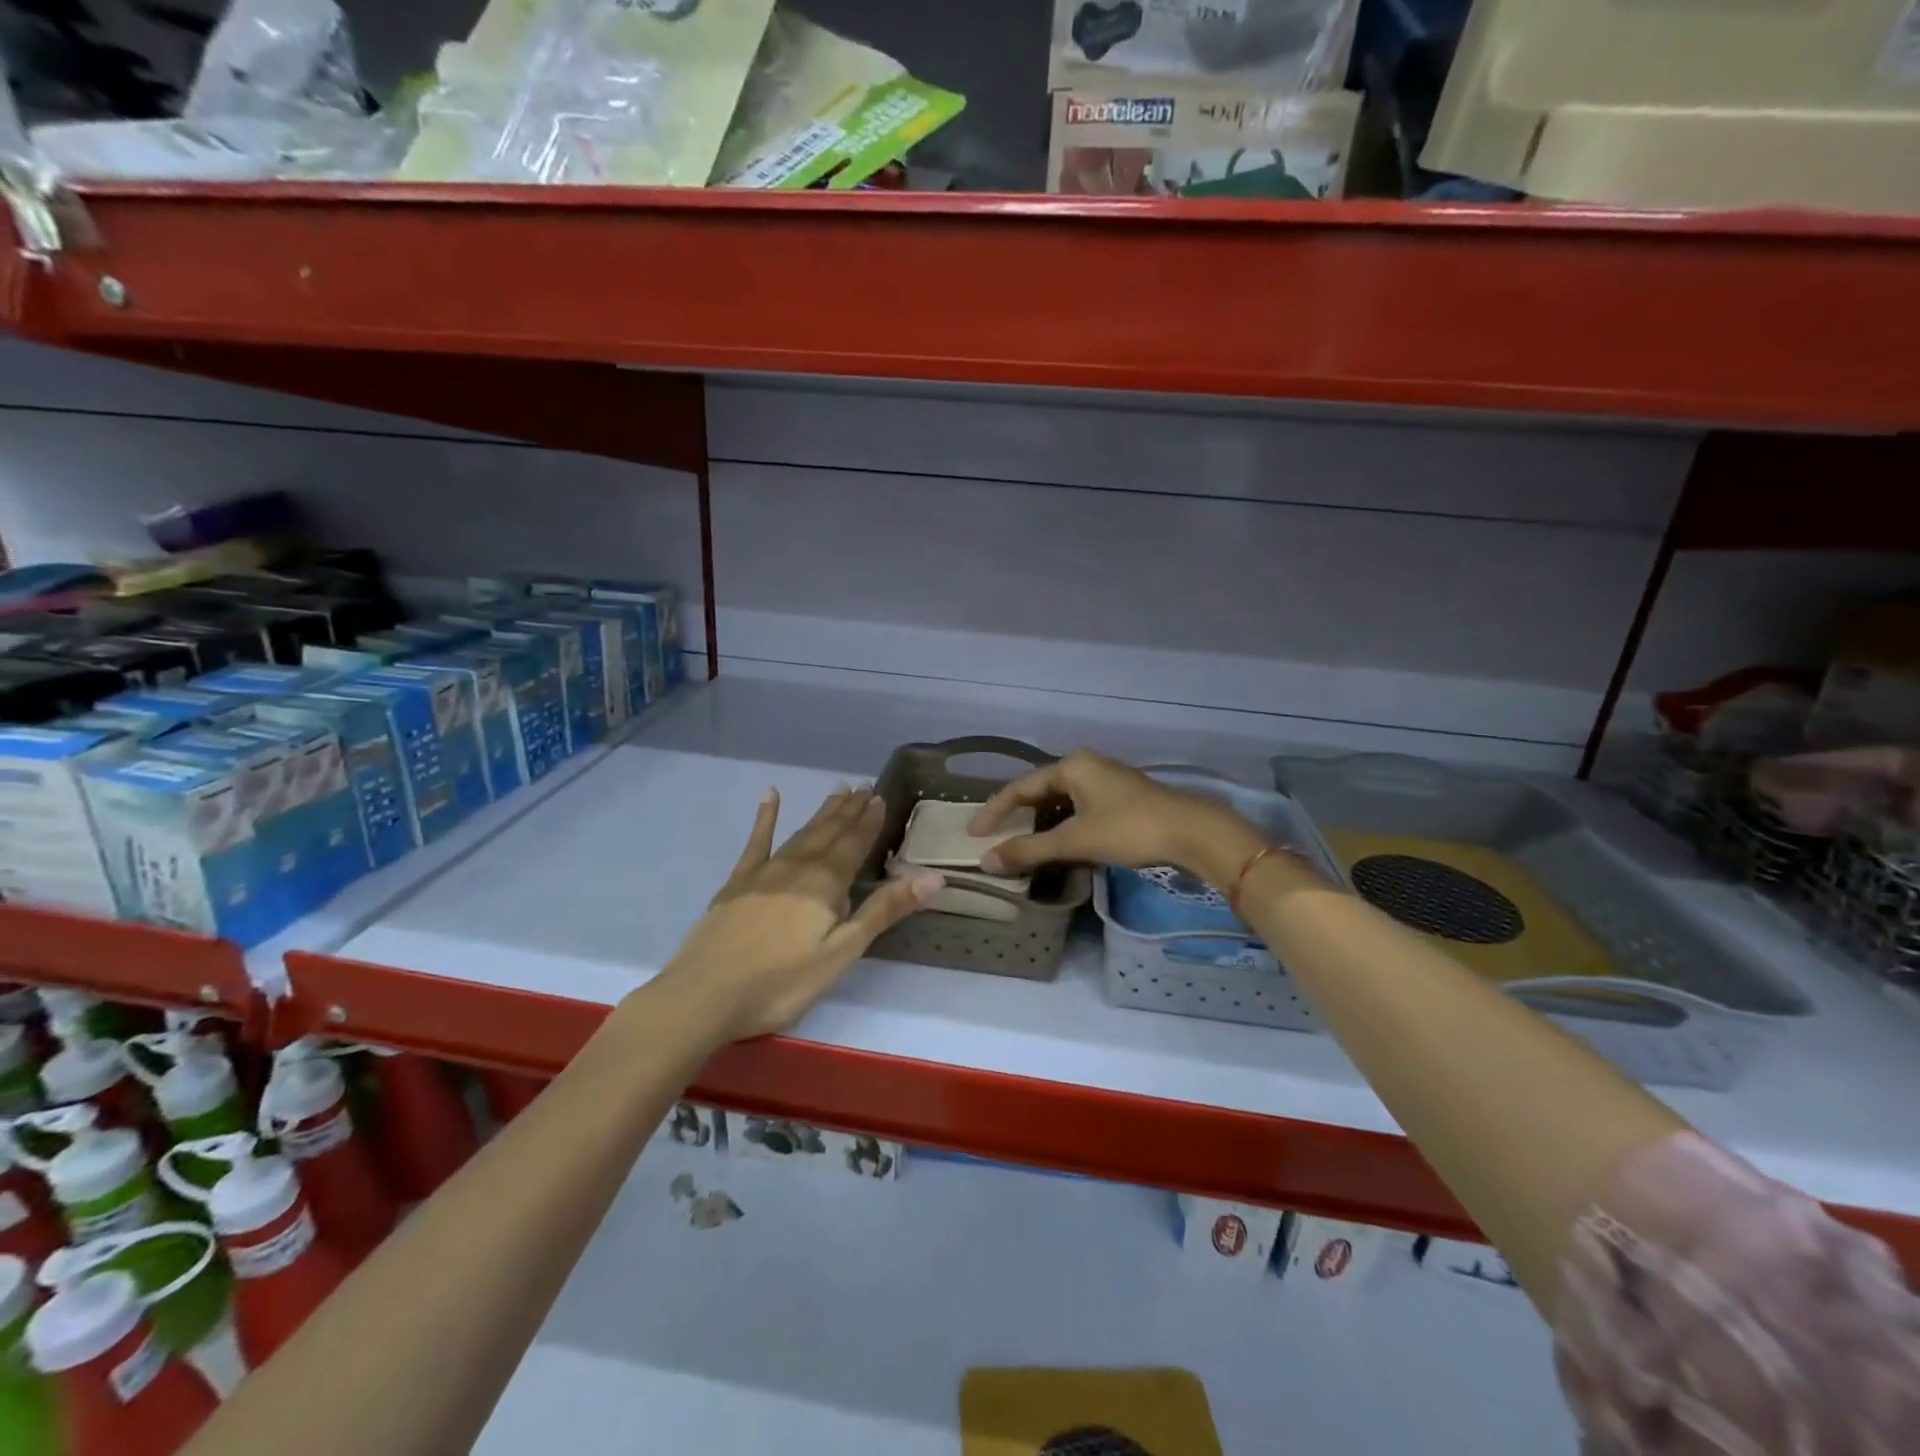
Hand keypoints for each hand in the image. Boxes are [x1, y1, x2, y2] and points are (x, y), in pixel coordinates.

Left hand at [653, 786, 944, 1041]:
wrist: (704, 995)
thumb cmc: (781, 982)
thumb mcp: (842, 952)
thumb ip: (884, 910)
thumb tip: (934, 875)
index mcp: (825, 884)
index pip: (854, 844)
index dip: (869, 822)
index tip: (880, 797)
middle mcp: (797, 867)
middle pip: (829, 833)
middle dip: (849, 811)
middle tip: (864, 788)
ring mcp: (763, 872)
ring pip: (801, 833)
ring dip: (822, 813)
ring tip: (838, 791)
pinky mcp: (736, 883)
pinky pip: (756, 841)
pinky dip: (766, 817)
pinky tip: (770, 795)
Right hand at [970, 749, 1265, 885]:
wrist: (1193, 832)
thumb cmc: (1129, 829)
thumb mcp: (1075, 841)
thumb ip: (1029, 850)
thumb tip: (986, 861)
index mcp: (1071, 766)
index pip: (1020, 788)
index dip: (994, 812)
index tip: (973, 834)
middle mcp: (1086, 766)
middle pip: (1040, 792)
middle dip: (1018, 818)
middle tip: (995, 840)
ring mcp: (1107, 781)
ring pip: (1062, 803)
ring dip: (1042, 826)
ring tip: (1023, 847)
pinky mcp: (1123, 798)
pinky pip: (1080, 810)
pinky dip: (1065, 827)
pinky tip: (1060, 846)